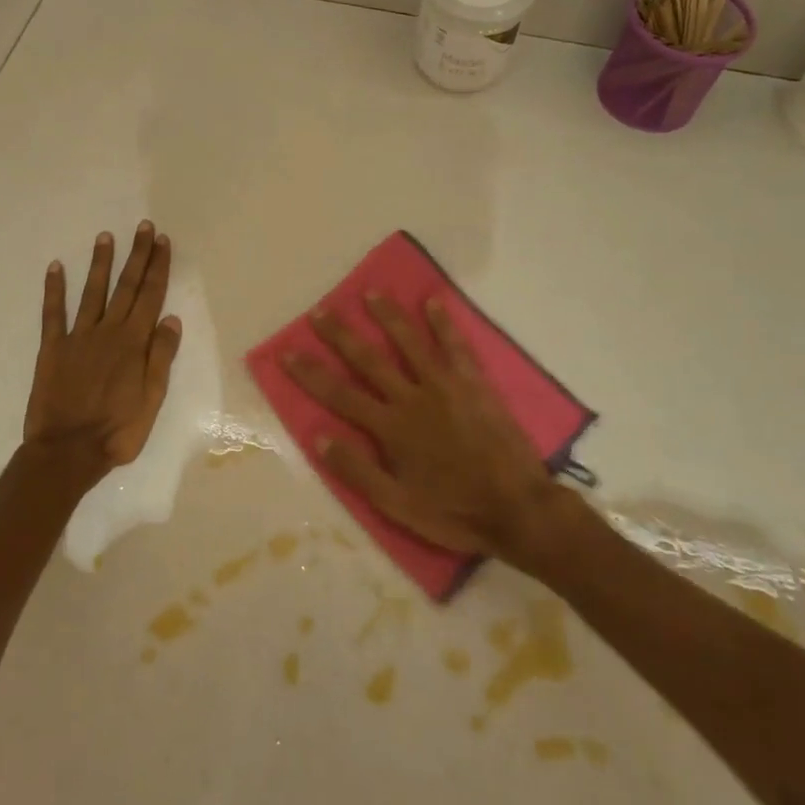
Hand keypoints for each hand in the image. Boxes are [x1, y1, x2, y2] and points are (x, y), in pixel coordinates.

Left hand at [22, 221, 182, 487]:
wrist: (68, 451)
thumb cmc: (118, 430)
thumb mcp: (152, 398)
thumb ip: (160, 356)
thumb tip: (171, 318)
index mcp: (134, 343)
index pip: (150, 296)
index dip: (157, 267)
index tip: (162, 242)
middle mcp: (108, 331)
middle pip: (126, 287)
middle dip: (137, 255)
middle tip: (143, 228)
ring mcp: (78, 337)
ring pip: (92, 292)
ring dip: (101, 263)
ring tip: (105, 237)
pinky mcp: (52, 348)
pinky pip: (53, 313)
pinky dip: (54, 289)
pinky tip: (56, 267)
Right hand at [282, 293, 565, 562]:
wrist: (517, 508)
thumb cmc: (454, 511)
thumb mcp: (397, 505)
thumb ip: (357, 471)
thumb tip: (319, 437)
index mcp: (390, 428)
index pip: (340, 395)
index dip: (311, 373)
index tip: (288, 351)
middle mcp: (412, 398)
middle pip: (368, 360)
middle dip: (341, 335)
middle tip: (320, 311)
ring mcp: (445, 386)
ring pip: (409, 343)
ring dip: (388, 316)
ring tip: (371, 293)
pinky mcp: (474, 383)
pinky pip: (456, 346)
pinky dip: (444, 323)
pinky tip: (434, 301)